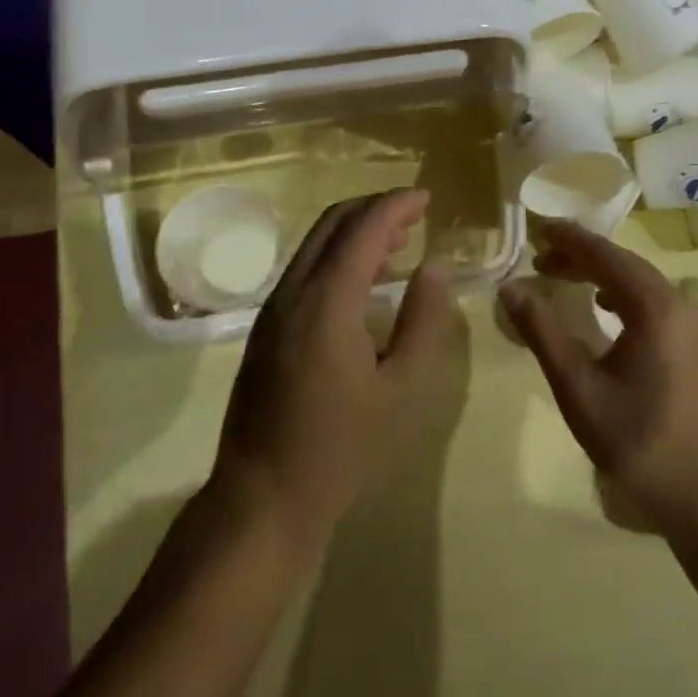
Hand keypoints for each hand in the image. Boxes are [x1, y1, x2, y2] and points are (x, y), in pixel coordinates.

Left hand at [213, 189, 460, 558]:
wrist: (261, 498)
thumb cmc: (341, 449)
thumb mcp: (402, 390)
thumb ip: (424, 322)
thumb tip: (435, 268)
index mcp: (327, 302)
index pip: (363, 228)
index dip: (396, 205)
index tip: (427, 198)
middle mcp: (293, 292)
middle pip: (332, 223)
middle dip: (374, 209)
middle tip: (415, 215)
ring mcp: (273, 309)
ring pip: (315, 244)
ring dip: (355, 232)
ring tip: (398, 243)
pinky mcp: (266, 328)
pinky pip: (304, 270)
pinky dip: (337, 257)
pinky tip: (363, 283)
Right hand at [498, 221, 697, 537]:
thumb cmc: (641, 443)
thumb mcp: (579, 389)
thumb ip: (543, 333)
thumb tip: (510, 288)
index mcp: (654, 307)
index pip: (604, 255)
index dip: (568, 238)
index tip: (537, 227)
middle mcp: (679, 304)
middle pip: (624, 263)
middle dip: (581, 254)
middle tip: (540, 256)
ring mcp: (693, 326)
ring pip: (640, 282)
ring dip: (601, 273)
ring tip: (562, 275)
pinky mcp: (697, 347)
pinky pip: (653, 301)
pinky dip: (621, 293)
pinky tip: (604, 307)